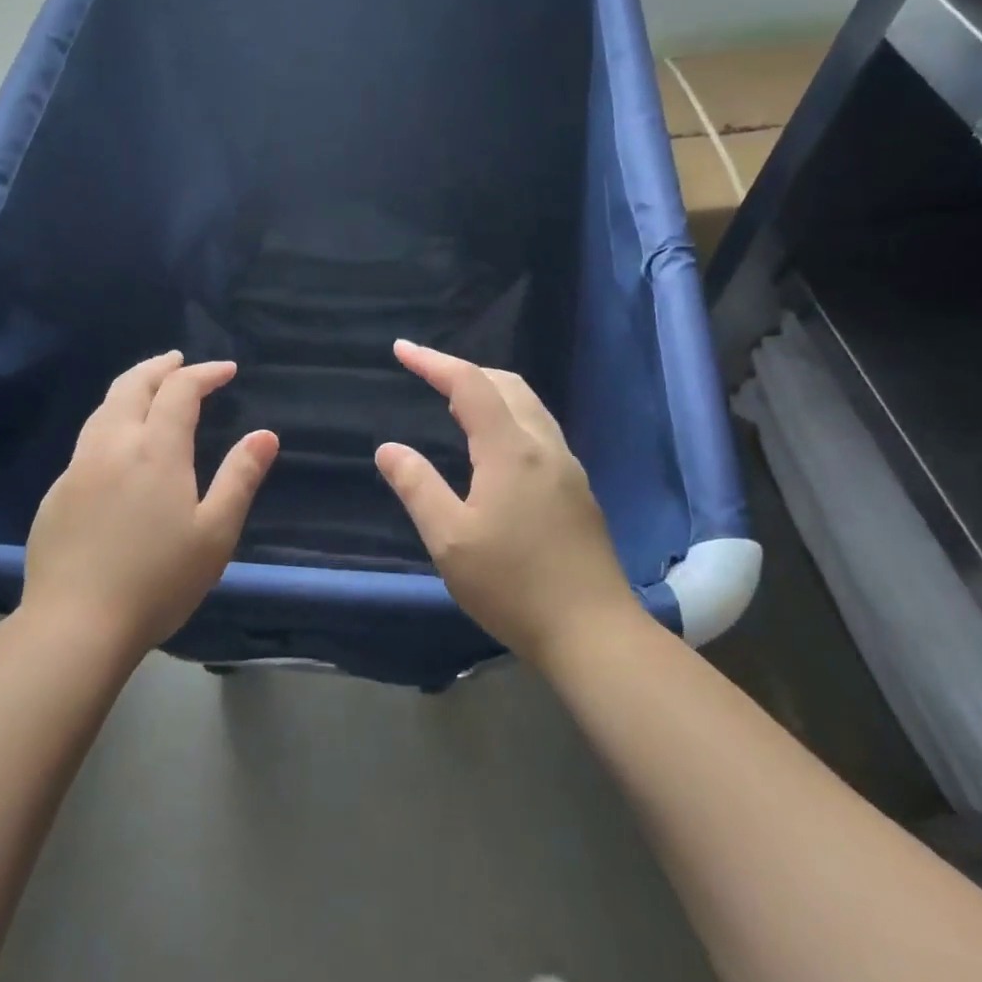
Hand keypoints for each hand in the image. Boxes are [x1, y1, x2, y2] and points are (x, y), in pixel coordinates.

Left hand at [19, 352, 276, 657]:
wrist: (74, 626)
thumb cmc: (158, 580)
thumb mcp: (215, 532)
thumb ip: (240, 478)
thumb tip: (265, 435)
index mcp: (156, 450)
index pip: (180, 391)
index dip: (204, 373)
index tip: (226, 370)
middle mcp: (113, 446)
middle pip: (132, 386)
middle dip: (159, 367)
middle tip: (179, 361)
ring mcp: (77, 469)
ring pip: (103, 409)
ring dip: (130, 388)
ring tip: (148, 389)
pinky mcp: (56, 495)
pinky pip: (87, 441)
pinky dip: (110, 422)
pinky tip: (117, 446)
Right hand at [375, 340, 639, 666]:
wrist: (593, 631)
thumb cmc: (513, 585)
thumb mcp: (450, 539)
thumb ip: (417, 486)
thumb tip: (388, 448)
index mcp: (511, 449)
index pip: (470, 385)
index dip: (433, 362)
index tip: (401, 350)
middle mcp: (544, 446)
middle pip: (506, 384)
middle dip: (464, 370)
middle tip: (428, 374)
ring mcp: (567, 467)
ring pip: (528, 405)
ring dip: (491, 391)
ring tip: (455, 403)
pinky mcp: (577, 489)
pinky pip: (539, 429)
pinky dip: (509, 415)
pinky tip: (494, 445)